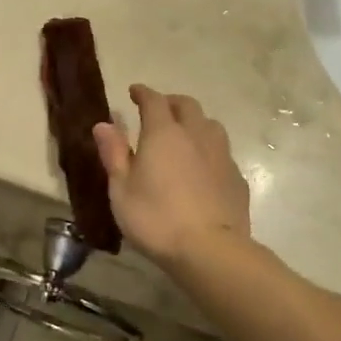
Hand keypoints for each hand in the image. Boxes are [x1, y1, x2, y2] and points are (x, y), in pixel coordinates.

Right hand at [93, 85, 251, 266]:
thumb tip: (104, 124)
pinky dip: (209, 151)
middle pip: (187, 105)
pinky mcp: (237, 177)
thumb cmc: (156, 218)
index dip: (143, 93)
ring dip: (195, 123)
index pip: (154, 100)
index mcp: (164, 133)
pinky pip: (222, 153)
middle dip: (171, 102)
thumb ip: (114, 154)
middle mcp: (196, 135)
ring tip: (184, 135)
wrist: (210, 249)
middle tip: (158, 111)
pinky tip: (203, 168)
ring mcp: (221, 155)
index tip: (134, 92)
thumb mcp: (122, 189)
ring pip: (210, 125)